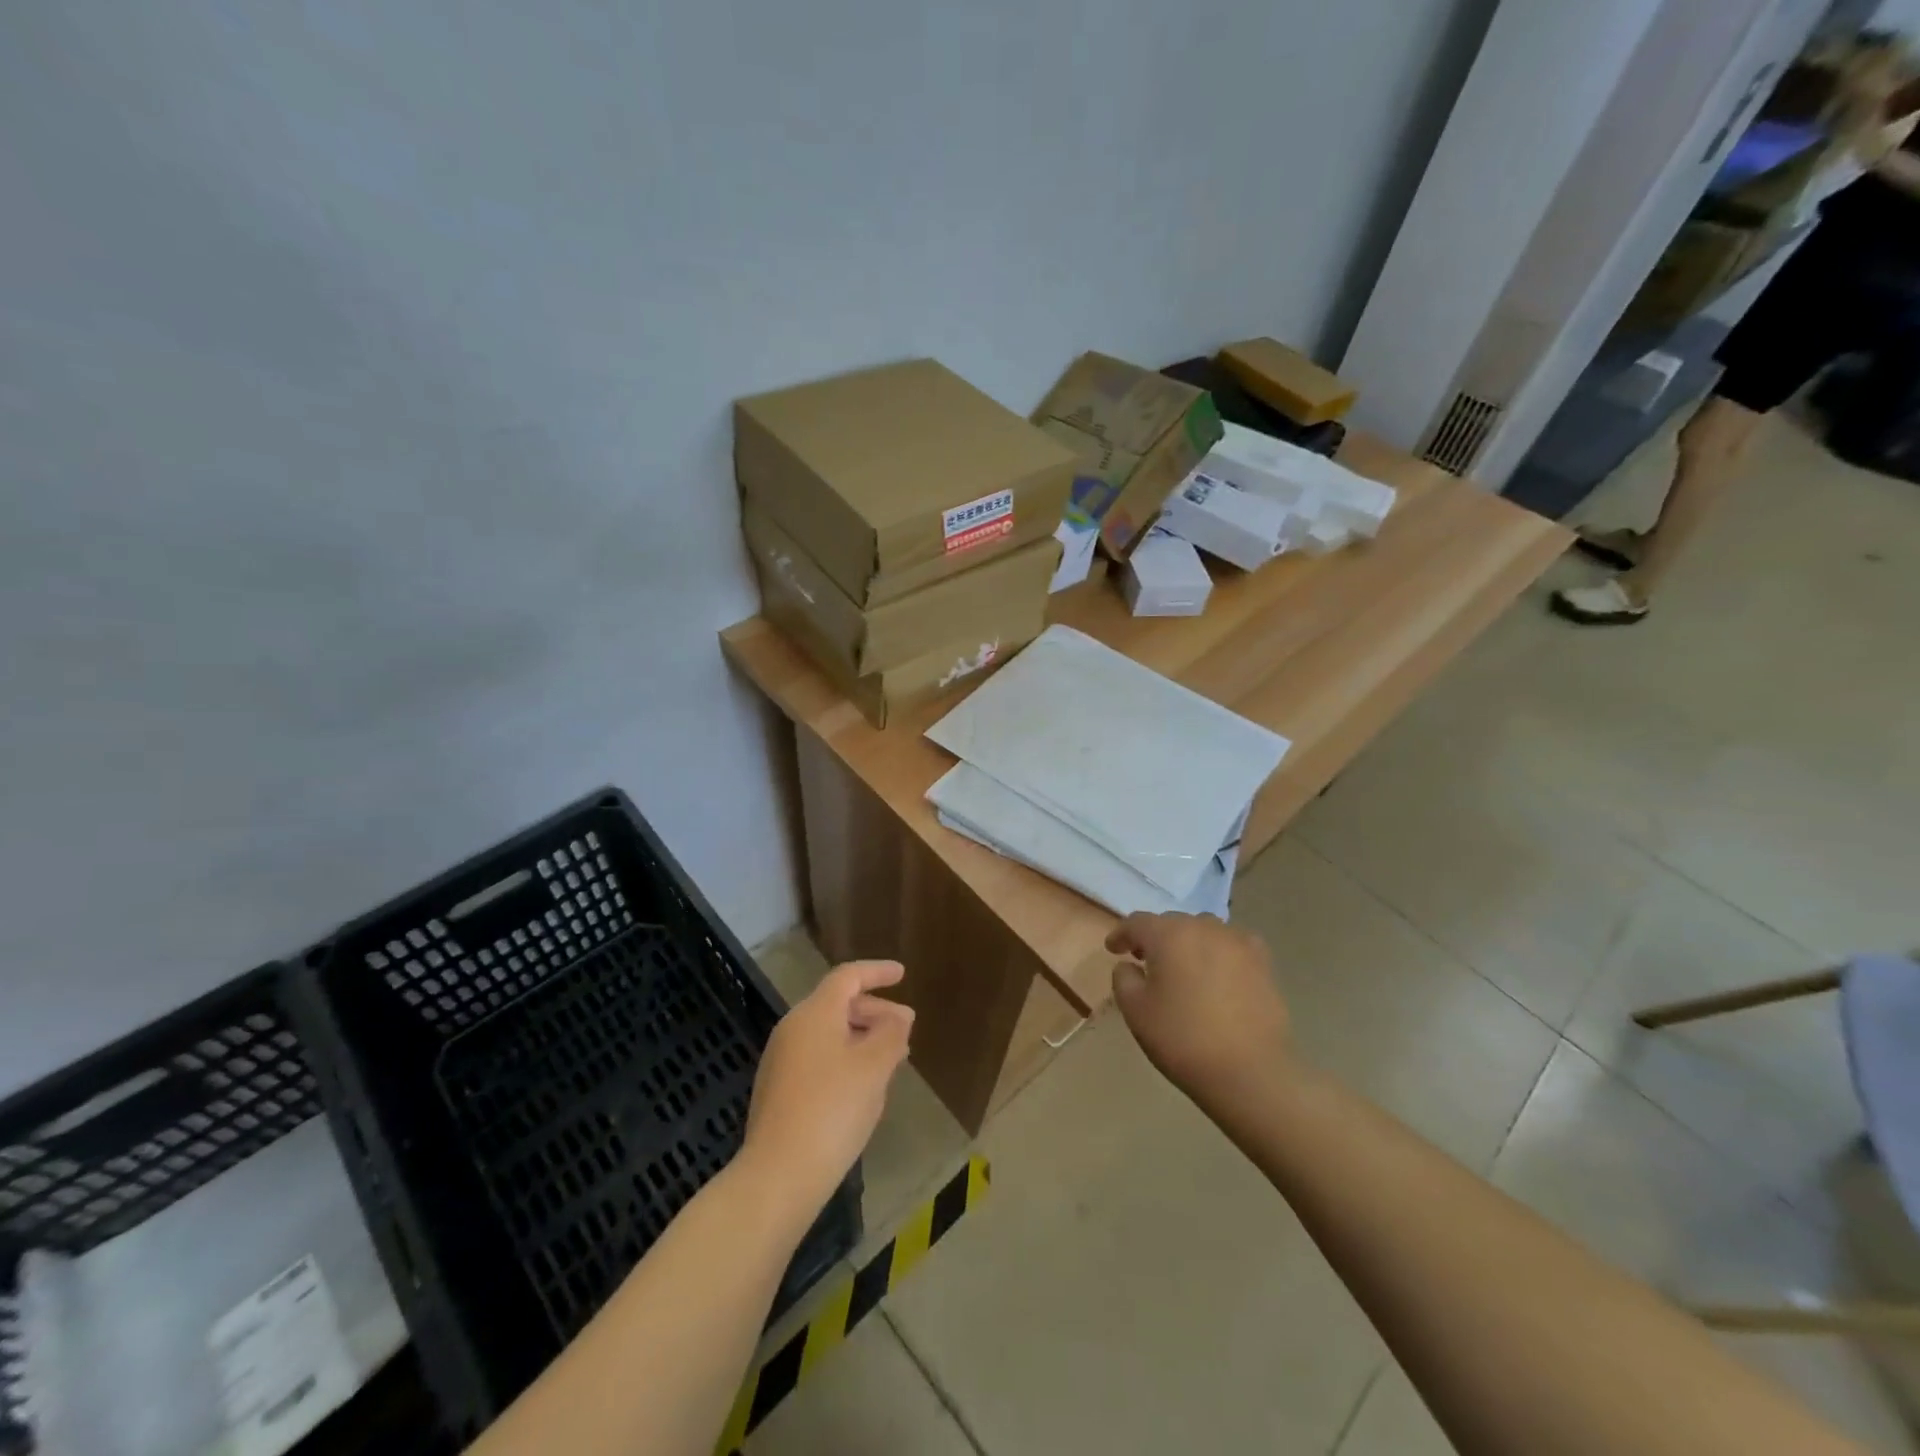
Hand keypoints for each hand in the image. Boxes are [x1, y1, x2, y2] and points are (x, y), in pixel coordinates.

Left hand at [741, 960, 913, 1218]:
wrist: (778, 1175)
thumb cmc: (833, 1109)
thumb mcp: (874, 1067)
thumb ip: (891, 1033)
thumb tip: (899, 1016)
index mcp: (814, 1014)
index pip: (848, 977)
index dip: (877, 972)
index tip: (902, 974)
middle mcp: (792, 1028)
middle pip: (837, 1004)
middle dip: (875, 1012)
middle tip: (905, 1029)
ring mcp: (781, 1060)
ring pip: (829, 1034)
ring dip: (862, 1038)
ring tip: (892, 1059)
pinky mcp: (778, 1090)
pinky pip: (818, 1057)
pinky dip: (845, 1058)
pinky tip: (863, 1086)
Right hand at [1108, 912, 1289, 1107]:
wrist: (1250, 1073)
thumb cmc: (1183, 1039)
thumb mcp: (1135, 1011)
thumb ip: (1123, 979)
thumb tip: (1130, 966)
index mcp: (1169, 934)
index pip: (1137, 923)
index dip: (1121, 934)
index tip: (1113, 949)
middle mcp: (1204, 927)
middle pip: (1172, 923)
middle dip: (1155, 938)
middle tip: (1144, 959)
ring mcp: (1238, 943)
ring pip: (1204, 931)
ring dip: (1188, 943)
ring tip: (1183, 966)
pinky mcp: (1263, 963)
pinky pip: (1233, 945)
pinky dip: (1219, 952)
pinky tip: (1218, 973)